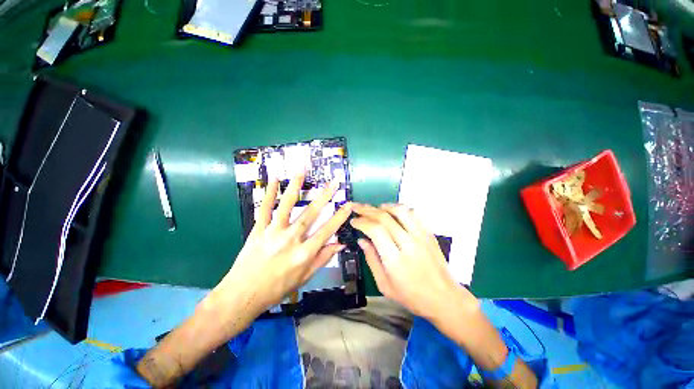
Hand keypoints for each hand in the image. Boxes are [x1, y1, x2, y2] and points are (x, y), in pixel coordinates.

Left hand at [209, 173, 352, 317]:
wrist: (242, 295)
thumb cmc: (277, 289)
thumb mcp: (304, 277)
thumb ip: (322, 258)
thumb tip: (340, 244)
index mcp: (304, 253)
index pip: (327, 231)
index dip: (339, 217)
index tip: (348, 204)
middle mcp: (291, 239)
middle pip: (311, 214)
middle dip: (324, 196)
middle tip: (333, 182)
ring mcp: (273, 232)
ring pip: (287, 205)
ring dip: (295, 187)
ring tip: (302, 171)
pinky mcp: (258, 229)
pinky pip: (265, 208)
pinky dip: (270, 192)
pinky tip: (274, 179)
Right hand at [351, 204, 478, 322]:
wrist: (444, 298)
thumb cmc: (412, 296)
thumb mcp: (385, 285)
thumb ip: (371, 260)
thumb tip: (362, 240)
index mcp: (395, 259)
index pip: (375, 230)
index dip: (362, 222)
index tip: (354, 221)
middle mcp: (408, 243)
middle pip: (385, 217)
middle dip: (367, 210)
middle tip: (357, 208)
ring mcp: (421, 236)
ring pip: (400, 211)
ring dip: (384, 206)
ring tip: (375, 208)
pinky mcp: (429, 234)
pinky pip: (413, 214)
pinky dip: (400, 209)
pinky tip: (393, 212)